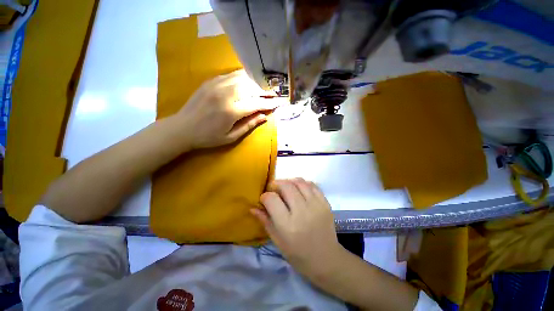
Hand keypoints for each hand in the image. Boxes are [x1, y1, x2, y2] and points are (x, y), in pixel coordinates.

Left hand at [177, 70, 279, 148]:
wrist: (182, 128)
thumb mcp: (231, 137)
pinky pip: (231, 75)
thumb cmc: (208, 137)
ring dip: (255, 82)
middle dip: (265, 91)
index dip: (269, 103)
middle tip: (273, 93)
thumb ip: (249, 125)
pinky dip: (243, 77)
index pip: (256, 104)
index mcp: (231, 111)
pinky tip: (248, 81)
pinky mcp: (210, 81)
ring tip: (263, 87)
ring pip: (242, 78)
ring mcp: (217, 85)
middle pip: (251, 88)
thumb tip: (264, 116)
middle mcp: (225, 94)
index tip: (279, 102)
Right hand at [252, 178, 344, 278]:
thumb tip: (252, 207)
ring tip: (286, 188)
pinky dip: (303, 184)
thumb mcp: (277, 240)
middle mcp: (302, 212)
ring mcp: (316, 206)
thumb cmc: (298, 253)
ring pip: (299, 182)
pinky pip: (312, 185)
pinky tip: (299, 190)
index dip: (265, 196)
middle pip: (286, 186)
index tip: (264, 199)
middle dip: (276, 184)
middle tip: (274, 189)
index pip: (271, 199)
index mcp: (288, 225)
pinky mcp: (325, 203)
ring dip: (289, 181)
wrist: (325, 259)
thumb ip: (265, 221)